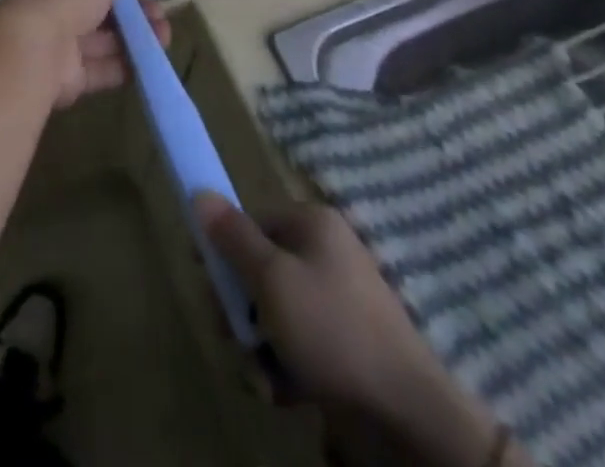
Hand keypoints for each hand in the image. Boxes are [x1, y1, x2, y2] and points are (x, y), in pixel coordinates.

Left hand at [0, 0, 169, 108]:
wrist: (37, 48)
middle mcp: (54, 8)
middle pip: (100, 10)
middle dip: (133, 12)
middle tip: (160, 16)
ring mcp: (60, 45)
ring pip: (105, 40)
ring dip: (136, 38)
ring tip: (164, 37)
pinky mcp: (69, 78)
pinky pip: (102, 69)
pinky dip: (126, 66)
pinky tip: (151, 62)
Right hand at [196, 195, 507, 466]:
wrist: (406, 413)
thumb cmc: (331, 329)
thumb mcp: (271, 279)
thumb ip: (232, 237)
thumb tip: (199, 192)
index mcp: (313, 224)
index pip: (252, 221)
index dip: (224, 249)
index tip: (206, 281)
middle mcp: (326, 253)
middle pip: (260, 268)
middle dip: (241, 309)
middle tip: (233, 337)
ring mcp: (337, 301)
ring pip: (275, 312)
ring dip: (259, 346)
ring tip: (262, 376)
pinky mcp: (344, 345)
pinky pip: (297, 344)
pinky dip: (284, 367)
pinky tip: (283, 392)